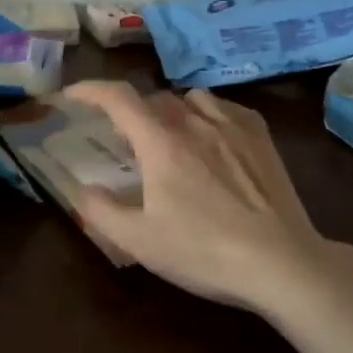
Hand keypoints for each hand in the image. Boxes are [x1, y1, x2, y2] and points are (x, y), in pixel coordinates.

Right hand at [62, 81, 339, 312]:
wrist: (280, 262)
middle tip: (124, 141)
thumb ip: (100, 211)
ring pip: (191, 98)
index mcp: (161, 143)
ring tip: (169, 137)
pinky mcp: (261, 137)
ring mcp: (232, 126)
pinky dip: (207, 113)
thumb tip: (80, 189)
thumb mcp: (140, 241)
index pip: (118, 98)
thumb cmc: (204, 252)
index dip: (90, 90)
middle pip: (154, 99)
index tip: (73, 95)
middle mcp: (195, 122)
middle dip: (131, 113)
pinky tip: (211, 137)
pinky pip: (226, 107)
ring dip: (170, 110)